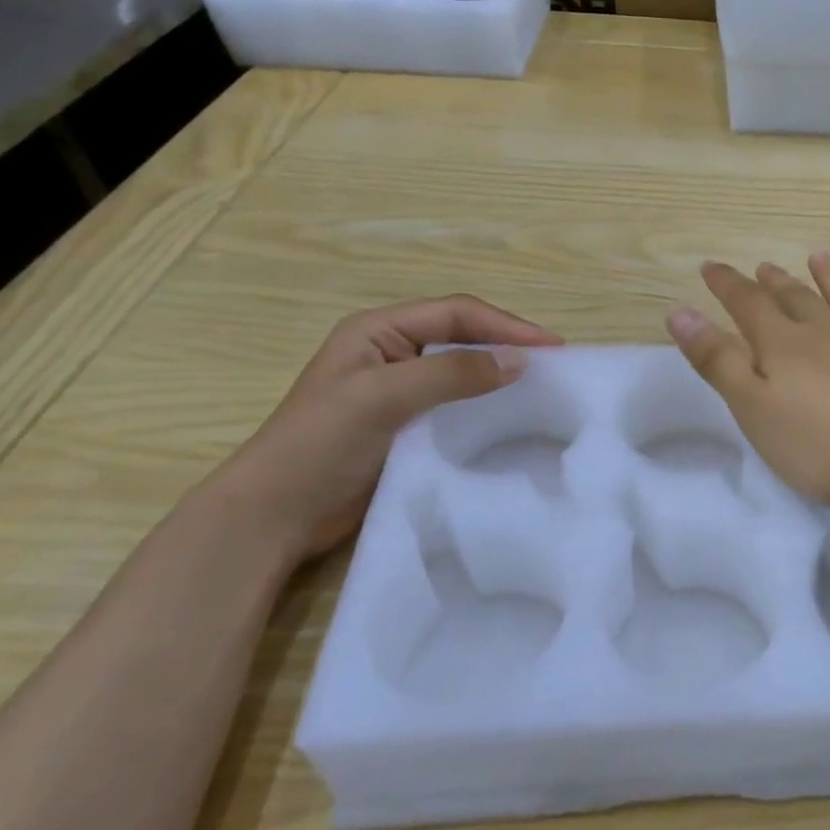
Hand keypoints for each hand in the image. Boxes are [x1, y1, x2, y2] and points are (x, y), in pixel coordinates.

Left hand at [201, 295, 561, 568]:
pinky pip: (457, 402)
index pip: (457, 313)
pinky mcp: (406, 424)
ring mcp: (399, 389)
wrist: (273, 516)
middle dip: (509, 344)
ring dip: (500, 373)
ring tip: (542, 386)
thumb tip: (521, 361)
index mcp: (379, 330)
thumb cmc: (320, 444)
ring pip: (463, 369)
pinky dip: (486, 403)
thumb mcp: (383, 397)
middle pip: (464, 335)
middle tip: (555, 364)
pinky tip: (510, 415)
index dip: (507, 326)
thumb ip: (451, 374)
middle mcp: (392, 351)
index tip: (553, 348)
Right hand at [666, 254, 829, 509]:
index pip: (748, 305)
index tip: (711, 266)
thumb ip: (717, 361)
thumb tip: (679, 312)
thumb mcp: (754, 409)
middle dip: (775, 282)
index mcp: (785, 344)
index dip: (727, 285)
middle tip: (763, 266)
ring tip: (818, 258)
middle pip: (796, 298)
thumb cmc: (824, 445)